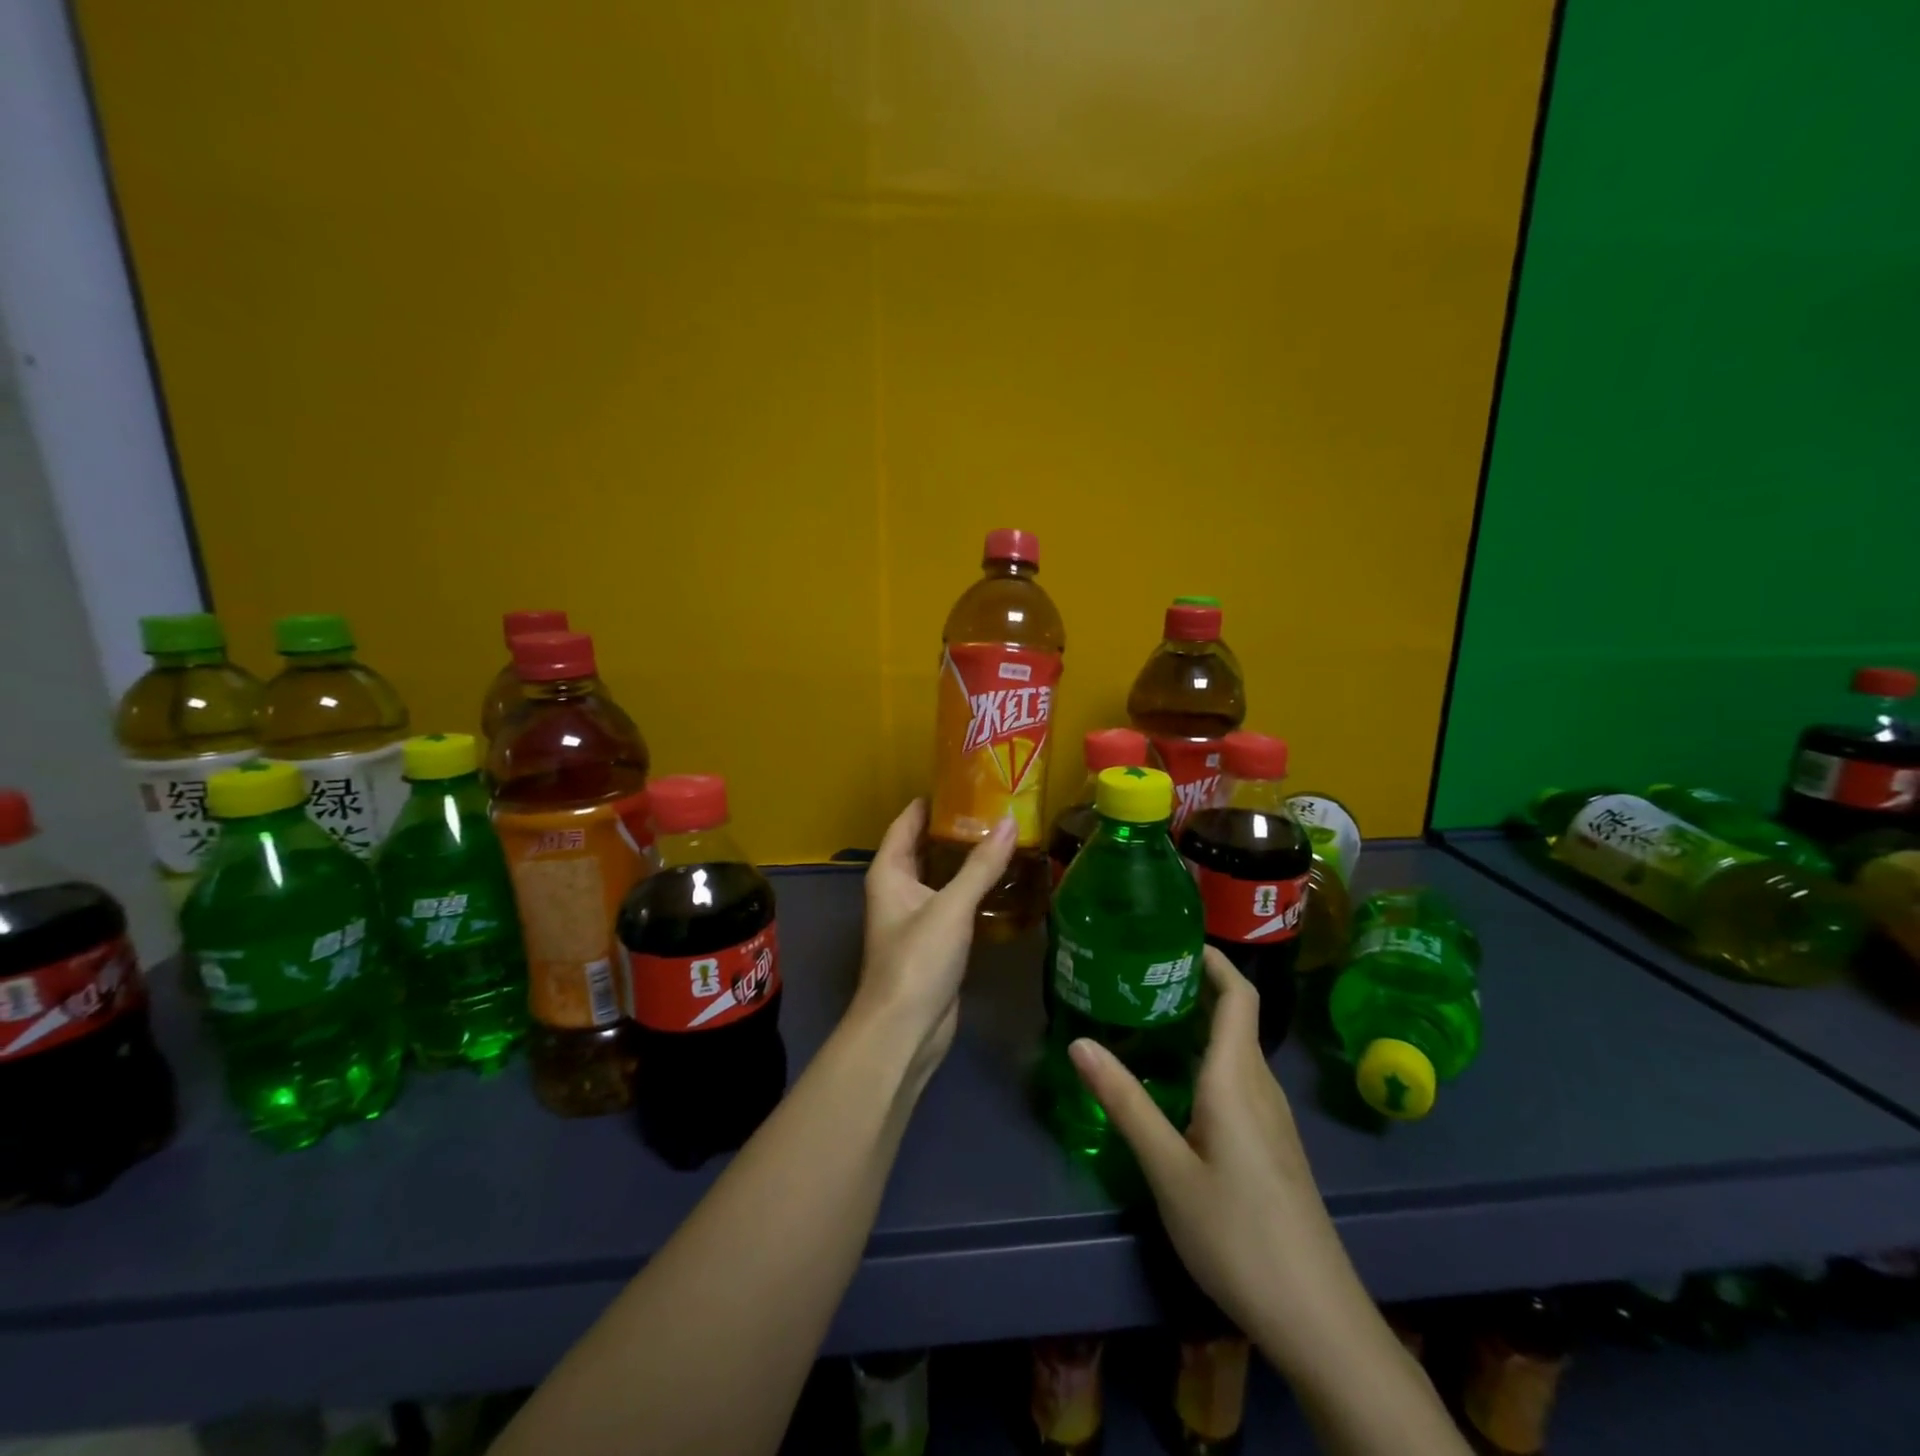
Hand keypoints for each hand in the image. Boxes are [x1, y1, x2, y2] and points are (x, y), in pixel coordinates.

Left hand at [856, 800, 1017, 1083]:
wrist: (905, 1029)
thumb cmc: (917, 959)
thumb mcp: (951, 907)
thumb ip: (981, 866)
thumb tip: (1009, 822)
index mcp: (889, 872)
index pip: (907, 822)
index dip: (931, 801)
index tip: (965, 780)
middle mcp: (898, 888)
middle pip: (925, 847)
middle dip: (955, 828)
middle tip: (996, 806)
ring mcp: (916, 916)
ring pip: (942, 876)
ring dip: (967, 859)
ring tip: (1005, 836)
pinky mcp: (935, 940)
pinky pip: (954, 902)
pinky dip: (974, 889)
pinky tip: (1003, 881)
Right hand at [1068, 948, 1363, 1361]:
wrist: (1317, 1318)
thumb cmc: (1237, 1234)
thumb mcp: (1168, 1170)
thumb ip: (1125, 1103)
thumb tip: (1079, 1041)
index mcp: (1236, 1078)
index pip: (1239, 997)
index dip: (1214, 961)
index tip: (1177, 938)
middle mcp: (1260, 1086)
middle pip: (1237, 1017)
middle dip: (1196, 987)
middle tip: (1141, 975)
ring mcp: (1273, 1119)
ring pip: (1237, 1051)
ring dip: (1200, 1024)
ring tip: (1148, 1019)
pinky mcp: (1274, 1146)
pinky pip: (1240, 1080)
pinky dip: (1208, 1060)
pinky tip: (1177, 1084)